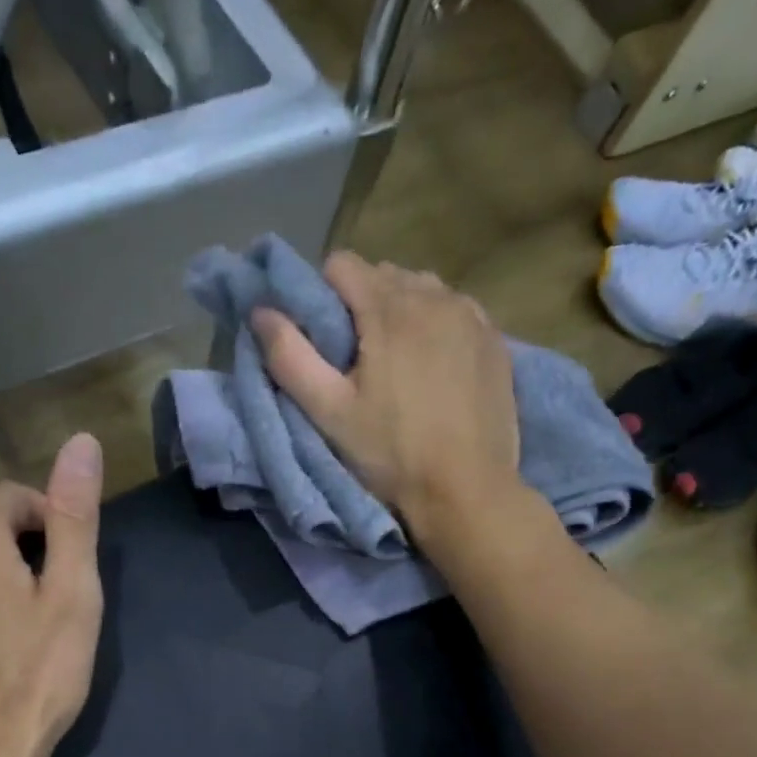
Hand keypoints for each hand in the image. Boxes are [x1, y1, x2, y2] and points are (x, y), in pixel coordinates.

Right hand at [251, 252, 521, 550]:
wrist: (466, 491)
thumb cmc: (391, 455)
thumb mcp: (330, 413)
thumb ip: (290, 358)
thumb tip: (261, 312)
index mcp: (389, 308)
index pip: (342, 265)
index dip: (322, 297)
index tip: (324, 342)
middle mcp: (434, 296)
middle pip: (383, 275)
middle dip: (363, 305)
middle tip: (357, 362)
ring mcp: (471, 315)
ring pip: (422, 290)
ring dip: (402, 314)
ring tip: (397, 365)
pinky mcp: (494, 340)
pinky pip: (456, 312)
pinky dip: (437, 328)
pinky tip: (434, 370)